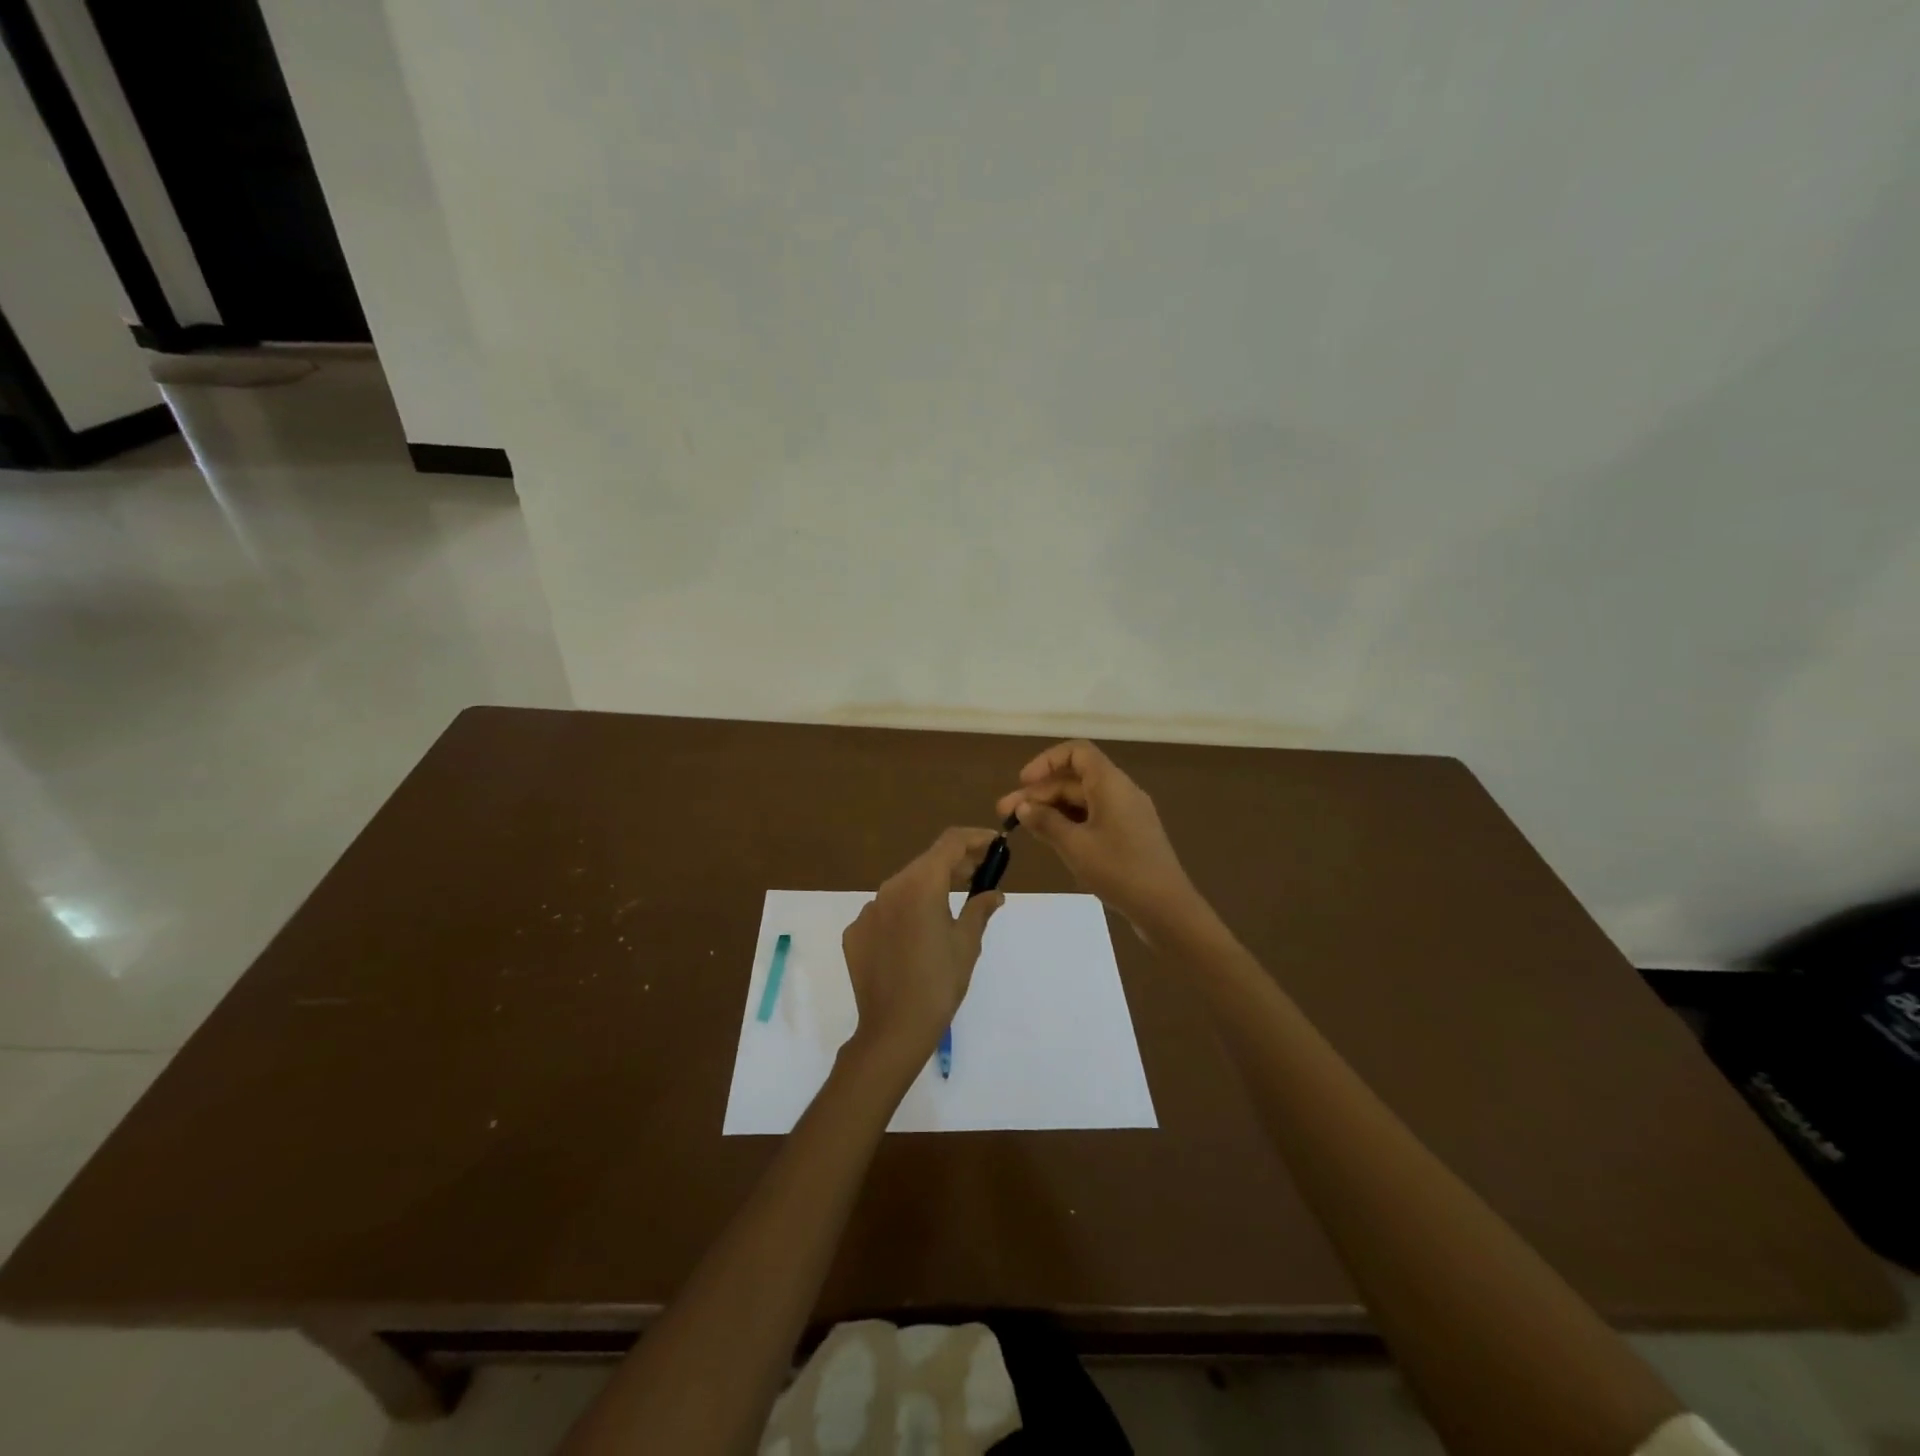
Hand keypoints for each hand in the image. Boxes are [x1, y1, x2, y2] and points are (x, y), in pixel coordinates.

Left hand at [842, 827, 1004, 1070]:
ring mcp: (868, 910)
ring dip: (930, 886)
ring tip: (954, 900)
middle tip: (981, 873)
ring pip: (905, 885)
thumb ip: (980, 909)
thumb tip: (993, 893)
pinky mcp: (856, 932)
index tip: (994, 843)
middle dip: (955, 863)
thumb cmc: (939, 983)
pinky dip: (907, 910)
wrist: (893, 1030)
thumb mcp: (967, 944)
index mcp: (920, 885)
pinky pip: (886, 910)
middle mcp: (890, 888)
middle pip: (926, 863)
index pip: (950, 843)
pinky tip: (920, 933)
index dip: (975, 838)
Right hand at [996, 740, 1204, 941]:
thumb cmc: (1120, 871)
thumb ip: (1046, 822)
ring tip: (1023, 828)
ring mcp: (1126, 814)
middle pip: (1074, 779)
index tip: (1022, 784)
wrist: (1167, 909)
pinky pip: (1093, 818)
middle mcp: (1120, 791)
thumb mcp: (1075, 846)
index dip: (1046, 762)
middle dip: (1039, 793)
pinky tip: (1050, 839)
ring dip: (1051, 809)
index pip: (1076, 752)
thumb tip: (1023, 807)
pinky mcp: (1128, 836)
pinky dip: (1069, 823)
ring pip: (1082, 800)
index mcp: (1111, 784)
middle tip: (1005, 815)